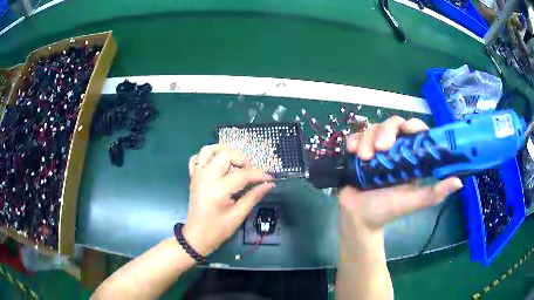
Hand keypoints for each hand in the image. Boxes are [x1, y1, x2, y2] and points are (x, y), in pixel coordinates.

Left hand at [183, 145, 274, 255]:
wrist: (196, 237)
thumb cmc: (217, 230)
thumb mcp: (238, 216)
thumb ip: (253, 197)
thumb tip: (269, 184)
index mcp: (218, 190)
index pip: (242, 174)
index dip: (258, 174)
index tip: (269, 177)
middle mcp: (206, 178)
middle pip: (224, 155)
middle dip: (240, 159)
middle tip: (249, 172)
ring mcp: (197, 176)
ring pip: (208, 150)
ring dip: (223, 151)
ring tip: (234, 161)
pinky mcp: (193, 178)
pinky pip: (197, 158)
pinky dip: (207, 156)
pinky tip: (217, 163)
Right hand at [338, 116, 462, 250]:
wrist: (357, 218)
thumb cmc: (386, 211)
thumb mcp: (412, 202)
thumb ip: (434, 193)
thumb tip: (459, 181)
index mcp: (409, 158)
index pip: (415, 131)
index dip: (412, 125)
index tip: (407, 131)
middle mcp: (393, 150)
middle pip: (392, 123)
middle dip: (386, 131)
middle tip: (380, 149)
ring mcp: (374, 149)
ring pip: (373, 128)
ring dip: (368, 139)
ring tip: (363, 158)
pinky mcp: (358, 151)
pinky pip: (356, 136)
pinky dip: (354, 140)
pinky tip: (352, 151)